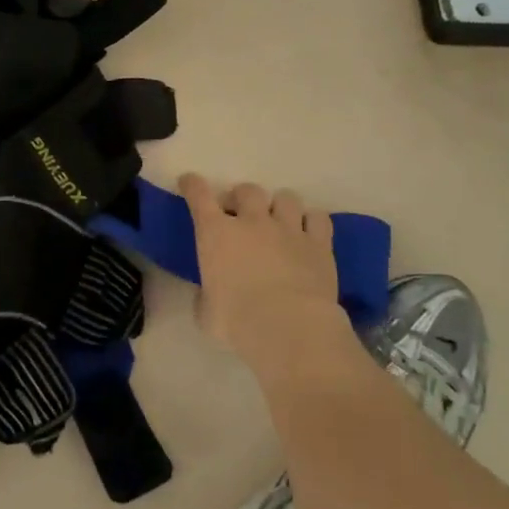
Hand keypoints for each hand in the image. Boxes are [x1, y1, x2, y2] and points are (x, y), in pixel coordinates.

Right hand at [180, 174, 350, 371]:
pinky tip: (308, 233)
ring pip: (286, 197)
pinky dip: (312, 222)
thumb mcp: (206, 313)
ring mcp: (288, 229)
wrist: (288, 326)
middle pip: (247, 190)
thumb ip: (206, 297)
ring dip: (279, 206)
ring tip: (279, 221)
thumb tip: (209, 295)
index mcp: (216, 234)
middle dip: (242, 198)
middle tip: (241, 214)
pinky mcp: (319, 243)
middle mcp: (252, 222)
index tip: (190, 182)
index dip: (193, 185)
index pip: (199, 196)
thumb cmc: (237, 321)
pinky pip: (318, 218)